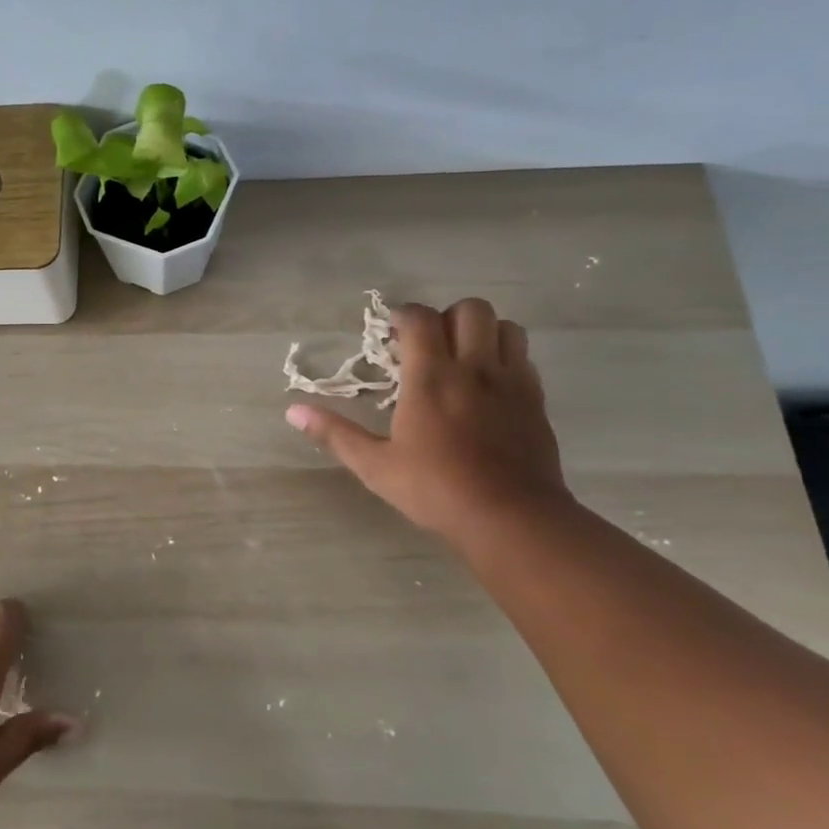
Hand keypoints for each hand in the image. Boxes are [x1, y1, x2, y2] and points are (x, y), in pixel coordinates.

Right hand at [286, 298, 570, 547]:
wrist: (512, 518)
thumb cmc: (436, 490)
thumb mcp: (375, 466)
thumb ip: (335, 433)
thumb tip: (293, 411)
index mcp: (431, 378)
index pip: (421, 318)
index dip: (404, 315)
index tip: (392, 334)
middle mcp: (474, 368)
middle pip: (471, 309)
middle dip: (446, 317)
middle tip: (429, 345)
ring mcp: (512, 382)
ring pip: (506, 327)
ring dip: (483, 332)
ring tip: (463, 358)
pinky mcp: (536, 400)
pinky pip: (524, 358)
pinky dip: (506, 357)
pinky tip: (489, 385)